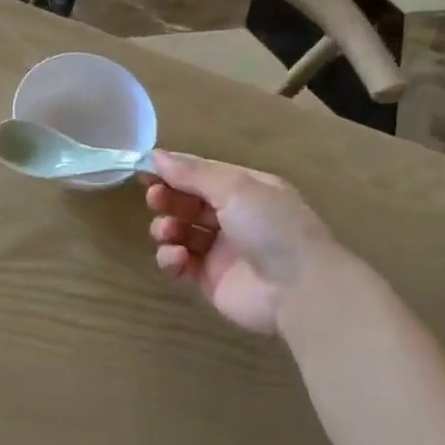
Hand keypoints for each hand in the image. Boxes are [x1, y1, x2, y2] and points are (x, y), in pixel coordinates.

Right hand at [143, 152, 338, 335]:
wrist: (299, 290)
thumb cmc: (271, 227)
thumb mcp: (235, 188)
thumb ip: (193, 173)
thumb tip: (157, 154)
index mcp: (246, 189)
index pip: (202, 174)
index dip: (174, 171)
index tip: (145, 170)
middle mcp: (234, 217)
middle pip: (189, 202)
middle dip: (168, 198)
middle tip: (155, 198)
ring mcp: (221, 250)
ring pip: (181, 232)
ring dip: (167, 227)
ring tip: (169, 232)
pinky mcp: (210, 279)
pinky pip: (181, 264)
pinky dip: (172, 258)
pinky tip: (176, 257)